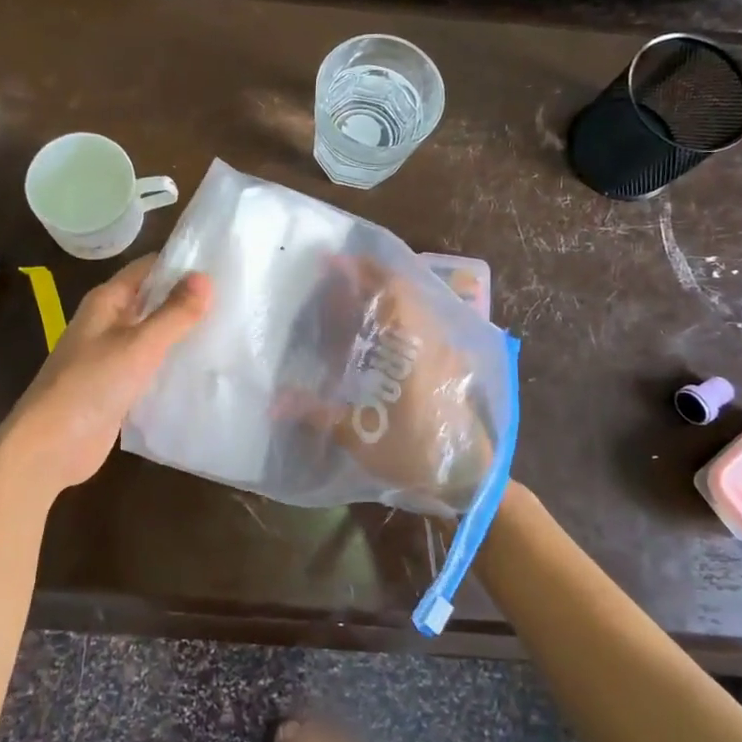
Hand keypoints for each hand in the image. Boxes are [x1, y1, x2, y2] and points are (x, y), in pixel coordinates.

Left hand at [0, 254, 211, 499]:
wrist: (51, 446)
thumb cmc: (91, 385)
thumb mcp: (138, 345)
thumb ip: (174, 313)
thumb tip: (205, 277)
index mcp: (107, 302)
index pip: (148, 268)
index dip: (181, 264)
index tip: (222, 265)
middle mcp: (108, 322)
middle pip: (153, 300)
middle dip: (188, 299)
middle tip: (235, 299)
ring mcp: (112, 355)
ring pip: (154, 333)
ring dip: (183, 332)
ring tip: (229, 329)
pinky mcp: (119, 386)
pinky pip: (152, 365)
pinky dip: (173, 363)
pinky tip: (204, 367)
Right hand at [280, 257, 495, 515]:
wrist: (469, 480)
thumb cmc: (413, 453)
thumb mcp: (357, 435)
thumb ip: (315, 412)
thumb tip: (272, 404)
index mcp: (409, 346)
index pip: (389, 290)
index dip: (361, 271)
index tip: (332, 261)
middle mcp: (430, 339)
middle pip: (403, 291)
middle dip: (370, 278)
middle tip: (337, 277)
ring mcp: (446, 350)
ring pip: (415, 307)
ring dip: (387, 296)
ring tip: (354, 300)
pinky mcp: (452, 364)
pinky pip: (424, 324)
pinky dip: (400, 316)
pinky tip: (381, 333)